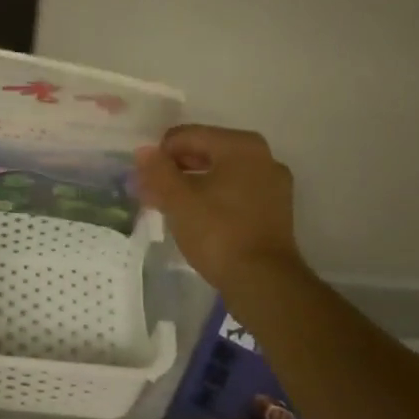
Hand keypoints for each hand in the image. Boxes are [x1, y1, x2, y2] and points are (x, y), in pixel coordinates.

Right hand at [134, 124, 303, 290]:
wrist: (263, 282)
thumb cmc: (218, 232)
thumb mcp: (178, 199)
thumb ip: (157, 170)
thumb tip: (143, 151)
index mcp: (240, 145)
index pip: (187, 136)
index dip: (160, 155)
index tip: (144, 180)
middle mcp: (262, 156)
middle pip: (205, 152)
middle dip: (175, 170)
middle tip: (151, 192)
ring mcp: (273, 184)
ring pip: (220, 174)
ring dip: (191, 185)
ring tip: (168, 206)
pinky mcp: (274, 209)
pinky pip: (235, 192)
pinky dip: (212, 198)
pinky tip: (194, 217)